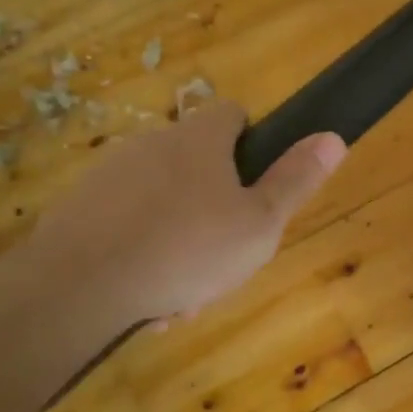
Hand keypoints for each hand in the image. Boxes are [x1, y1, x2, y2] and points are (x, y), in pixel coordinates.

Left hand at [30, 103, 344, 321]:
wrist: (80, 284)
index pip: (233, 114)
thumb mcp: (260, 224)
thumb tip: (333, 137)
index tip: (257, 183)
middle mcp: (152, 143)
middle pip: (197, 164)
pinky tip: (149, 298)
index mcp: (199, 140)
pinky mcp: (78, 208)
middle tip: (227, 255)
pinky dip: (142, 254)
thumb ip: (295, 181)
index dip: (252, 141)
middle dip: (216, 206)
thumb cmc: (188, 249)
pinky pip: (126, 226)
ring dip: (180, 238)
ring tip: (187, 292)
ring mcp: (110, 175)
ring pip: (162, 203)